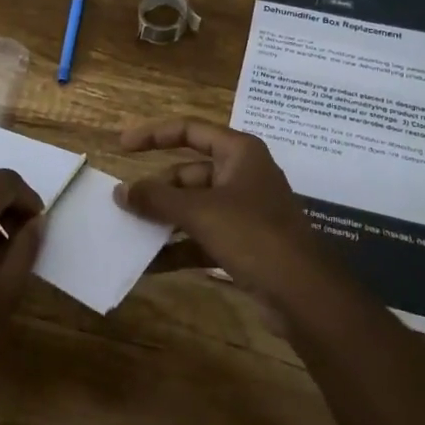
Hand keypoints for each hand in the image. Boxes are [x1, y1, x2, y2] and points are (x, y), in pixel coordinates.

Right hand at [115, 118, 334, 309]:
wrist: (305, 295)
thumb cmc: (254, 236)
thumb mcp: (200, 212)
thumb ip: (157, 199)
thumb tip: (120, 191)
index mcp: (239, 152)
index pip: (190, 129)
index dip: (155, 135)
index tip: (122, 146)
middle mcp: (242, 175)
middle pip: (189, 172)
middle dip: (157, 188)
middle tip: (123, 203)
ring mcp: (244, 211)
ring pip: (193, 207)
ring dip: (163, 219)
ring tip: (129, 232)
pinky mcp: (243, 244)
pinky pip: (201, 237)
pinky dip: (177, 246)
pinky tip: (149, 263)